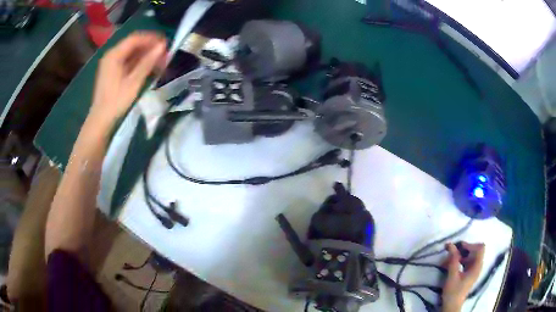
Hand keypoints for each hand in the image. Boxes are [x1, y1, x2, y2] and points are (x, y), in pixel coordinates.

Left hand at [88, 32, 166, 128]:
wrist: (101, 120)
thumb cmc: (116, 101)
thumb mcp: (134, 81)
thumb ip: (147, 62)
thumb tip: (162, 46)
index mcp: (114, 55)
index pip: (135, 38)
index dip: (151, 38)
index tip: (166, 42)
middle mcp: (111, 55)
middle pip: (133, 44)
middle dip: (149, 46)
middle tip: (164, 52)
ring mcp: (111, 64)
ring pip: (131, 53)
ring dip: (145, 54)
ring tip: (159, 60)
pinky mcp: (112, 72)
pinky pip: (127, 61)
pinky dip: (138, 62)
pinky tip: (148, 67)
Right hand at [442, 242, 484, 311]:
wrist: (451, 306)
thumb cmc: (453, 292)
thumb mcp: (452, 276)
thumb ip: (453, 259)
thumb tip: (451, 244)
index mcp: (477, 267)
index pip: (480, 248)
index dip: (471, 245)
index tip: (459, 247)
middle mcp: (478, 266)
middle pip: (475, 251)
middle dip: (464, 250)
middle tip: (452, 252)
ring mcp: (473, 270)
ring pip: (470, 256)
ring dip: (460, 256)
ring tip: (449, 260)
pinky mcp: (469, 274)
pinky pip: (467, 262)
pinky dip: (460, 261)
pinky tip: (451, 265)